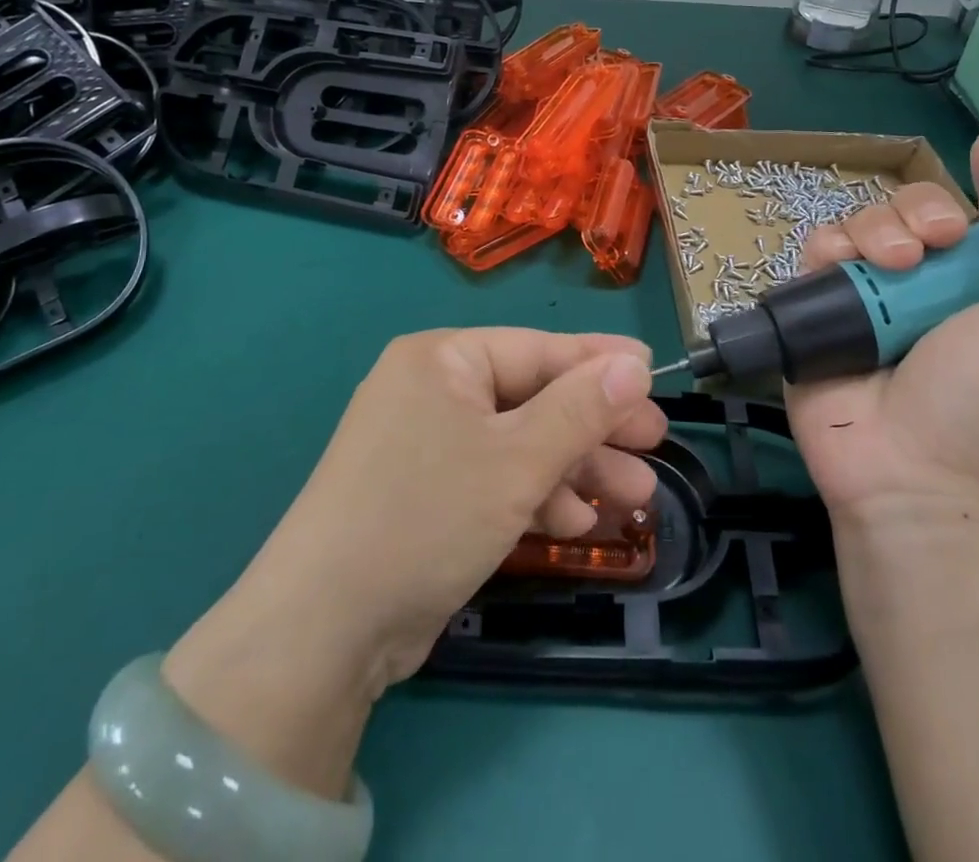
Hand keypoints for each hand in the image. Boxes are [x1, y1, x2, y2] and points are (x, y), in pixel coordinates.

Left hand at [264, 328, 665, 685]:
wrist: (323, 629)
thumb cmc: (428, 515)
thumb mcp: (517, 459)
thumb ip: (580, 409)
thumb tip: (635, 366)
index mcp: (443, 359)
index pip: (537, 348)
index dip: (598, 363)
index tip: (654, 374)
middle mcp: (432, 390)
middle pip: (532, 397)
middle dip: (594, 426)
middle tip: (655, 443)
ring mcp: (426, 445)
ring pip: (518, 444)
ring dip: (574, 468)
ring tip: (636, 495)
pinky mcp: (426, 495)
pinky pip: (493, 479)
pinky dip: (535, 497)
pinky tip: (578, 522)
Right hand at [786, 132, 978, 545]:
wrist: (912, 488)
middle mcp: (927, 286)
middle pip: (916, 209)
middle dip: (923, 209)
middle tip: (934, 242)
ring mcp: (870, 298)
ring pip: (863, 223)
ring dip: (875, 228)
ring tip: (888, 265)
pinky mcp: (819, 312)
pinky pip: (815, 254)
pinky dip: (826, 249)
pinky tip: (838, 266)